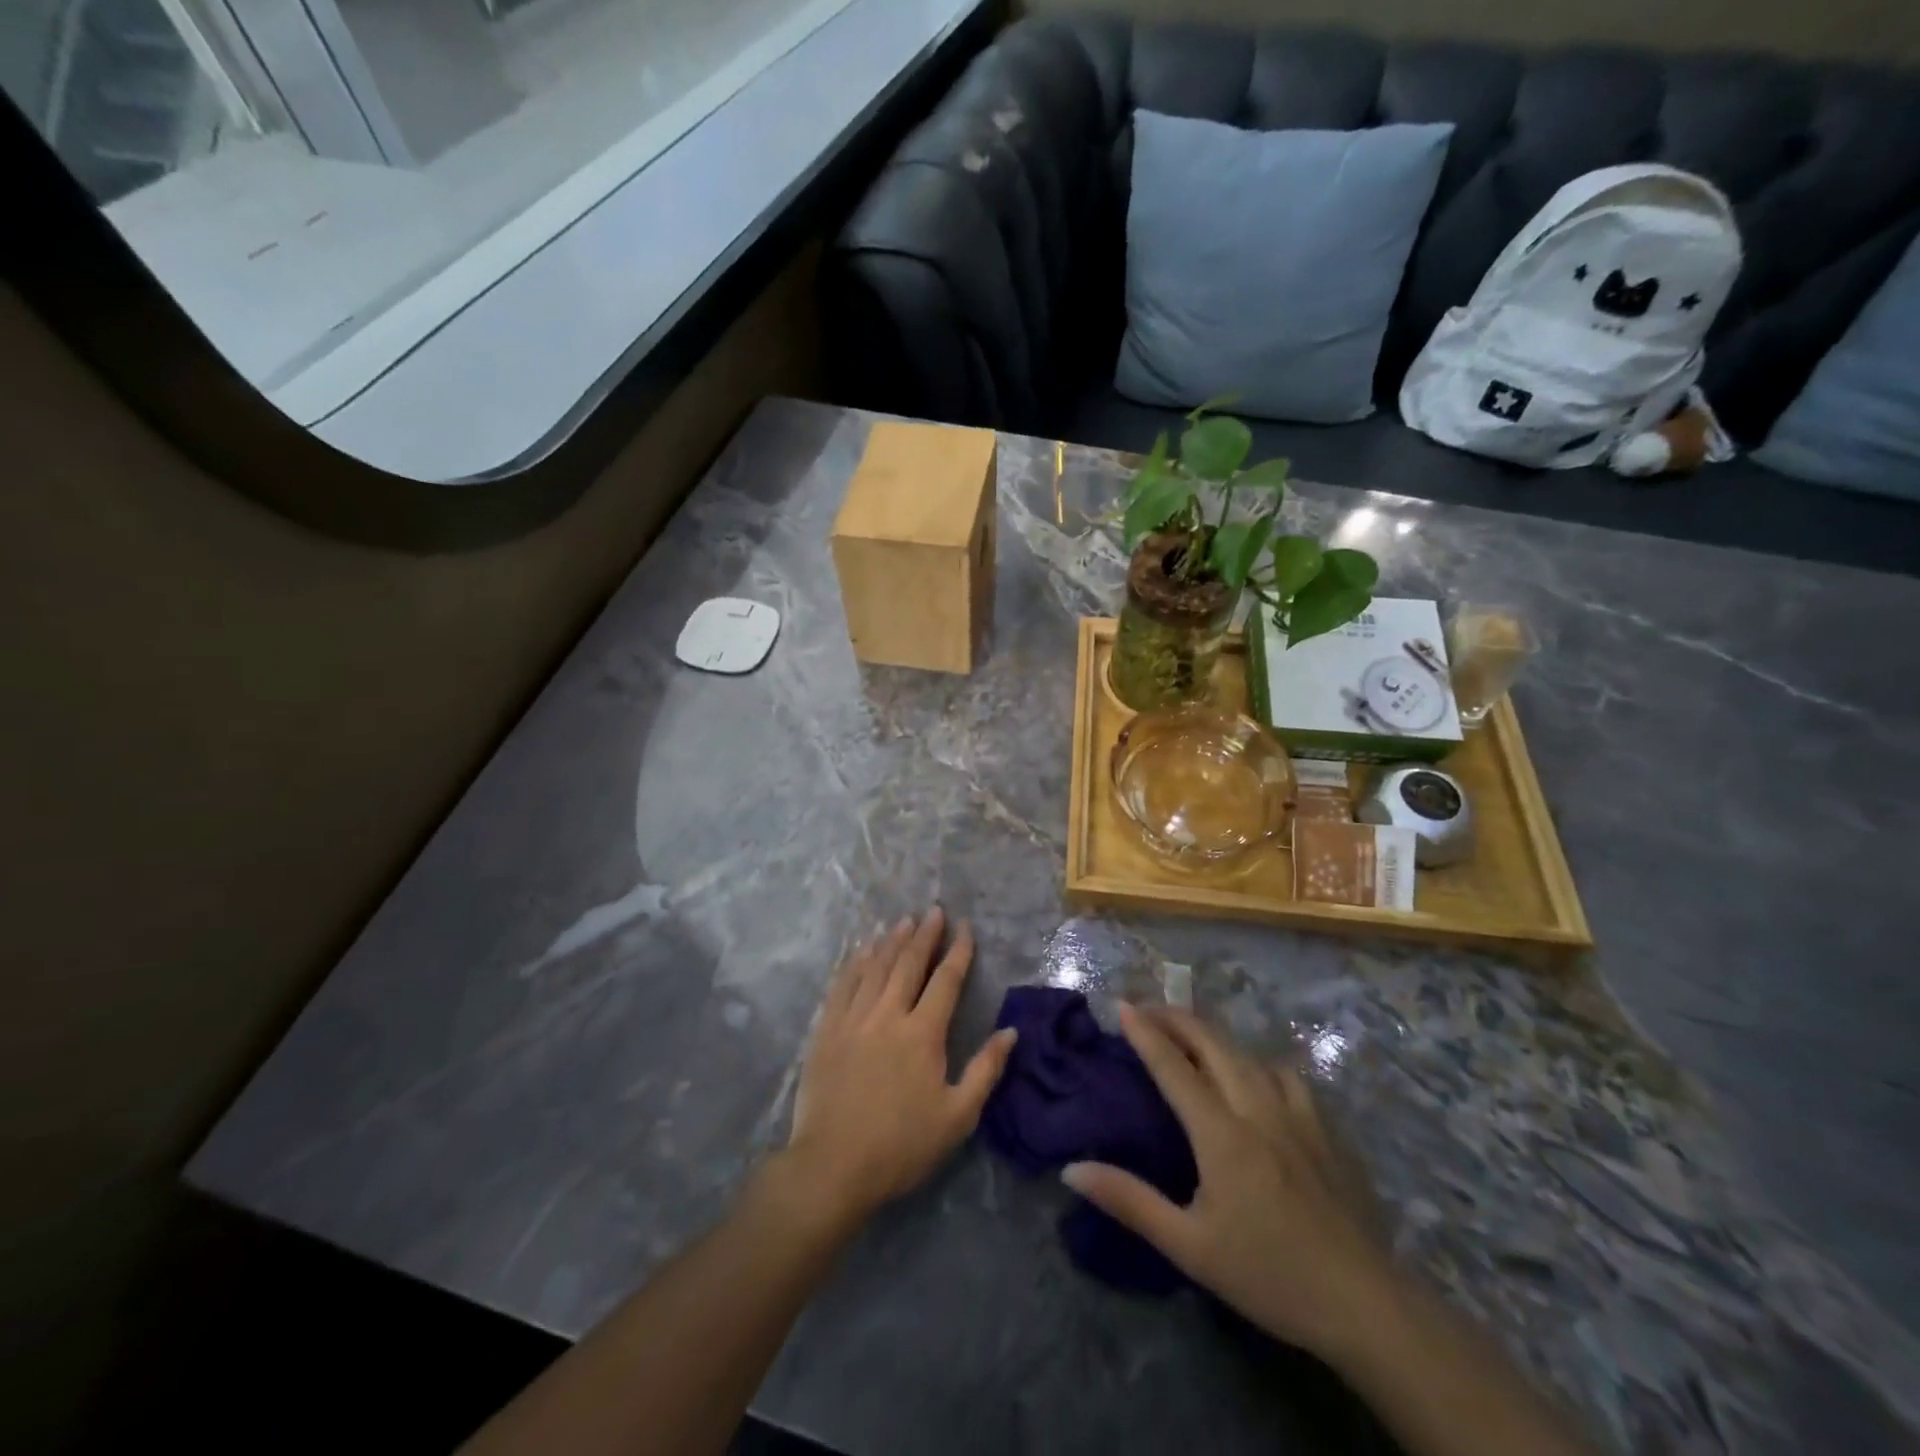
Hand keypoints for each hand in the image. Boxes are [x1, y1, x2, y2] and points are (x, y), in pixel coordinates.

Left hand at [785, 908, 1017, 1223]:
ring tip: (903, 921)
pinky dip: (855, 962)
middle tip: (933, 911)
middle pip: (909, 964)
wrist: (833, 1166)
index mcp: (923, 1033)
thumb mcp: (957, 1117)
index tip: (965, 928)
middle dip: (925, 935)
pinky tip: (862, 950)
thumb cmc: (901, 1146)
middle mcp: (888, 1015)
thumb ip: (985, 1070)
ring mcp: (854, 1019)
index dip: (958, 952)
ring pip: (875, 968)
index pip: (946, 981)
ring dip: (892, 941)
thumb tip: (1010, 1032)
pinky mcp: (827, 1030)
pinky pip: (843, 985)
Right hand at [1062, 1004, 1395, 1361]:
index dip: (1145, 1033)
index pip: (1174, 1066)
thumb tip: (1071, 1168)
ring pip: (1248, 1052)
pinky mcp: (1324, 1128)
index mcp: (1221, 1133)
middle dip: (1176, 1018)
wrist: (1364, 1304)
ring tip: (1191, 1037)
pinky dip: (1256, 1060)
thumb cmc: (1268, 1275)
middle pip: (1212, 1043)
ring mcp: (1296, 1114)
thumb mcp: (1189, 1246)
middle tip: (1147, 1010)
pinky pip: (1283, 1073)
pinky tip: (1254, 1075)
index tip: (1122, 1005)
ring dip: (1213, 1035)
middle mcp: (1257, 1108)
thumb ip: (1130, 1201)